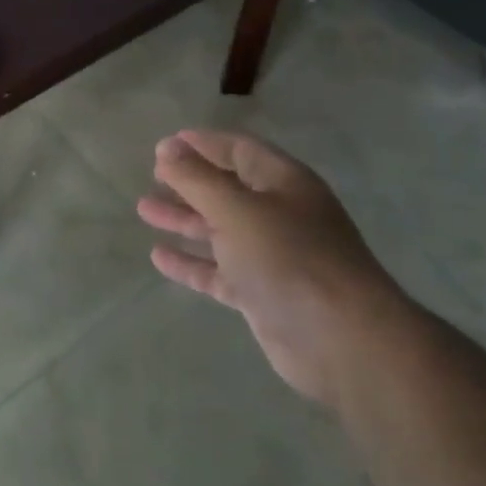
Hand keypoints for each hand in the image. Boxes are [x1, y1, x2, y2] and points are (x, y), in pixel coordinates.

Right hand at [138, 130, 409, 409]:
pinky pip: (218, 271)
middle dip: (190, 181)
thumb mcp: (236, 209)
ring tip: (144, 209)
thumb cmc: (289, 257)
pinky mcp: (262, 294)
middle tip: (152, 176)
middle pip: (227, 189)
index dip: (203, 144)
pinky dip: (191, 263)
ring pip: (220, 229)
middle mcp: (279, 214)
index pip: (239, 150)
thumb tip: (167, 147)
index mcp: (283, 183)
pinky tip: (158, 256)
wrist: (341, 341)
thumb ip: (197, 178)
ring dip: (184, 218)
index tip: (164, 145)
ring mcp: (272, 256)